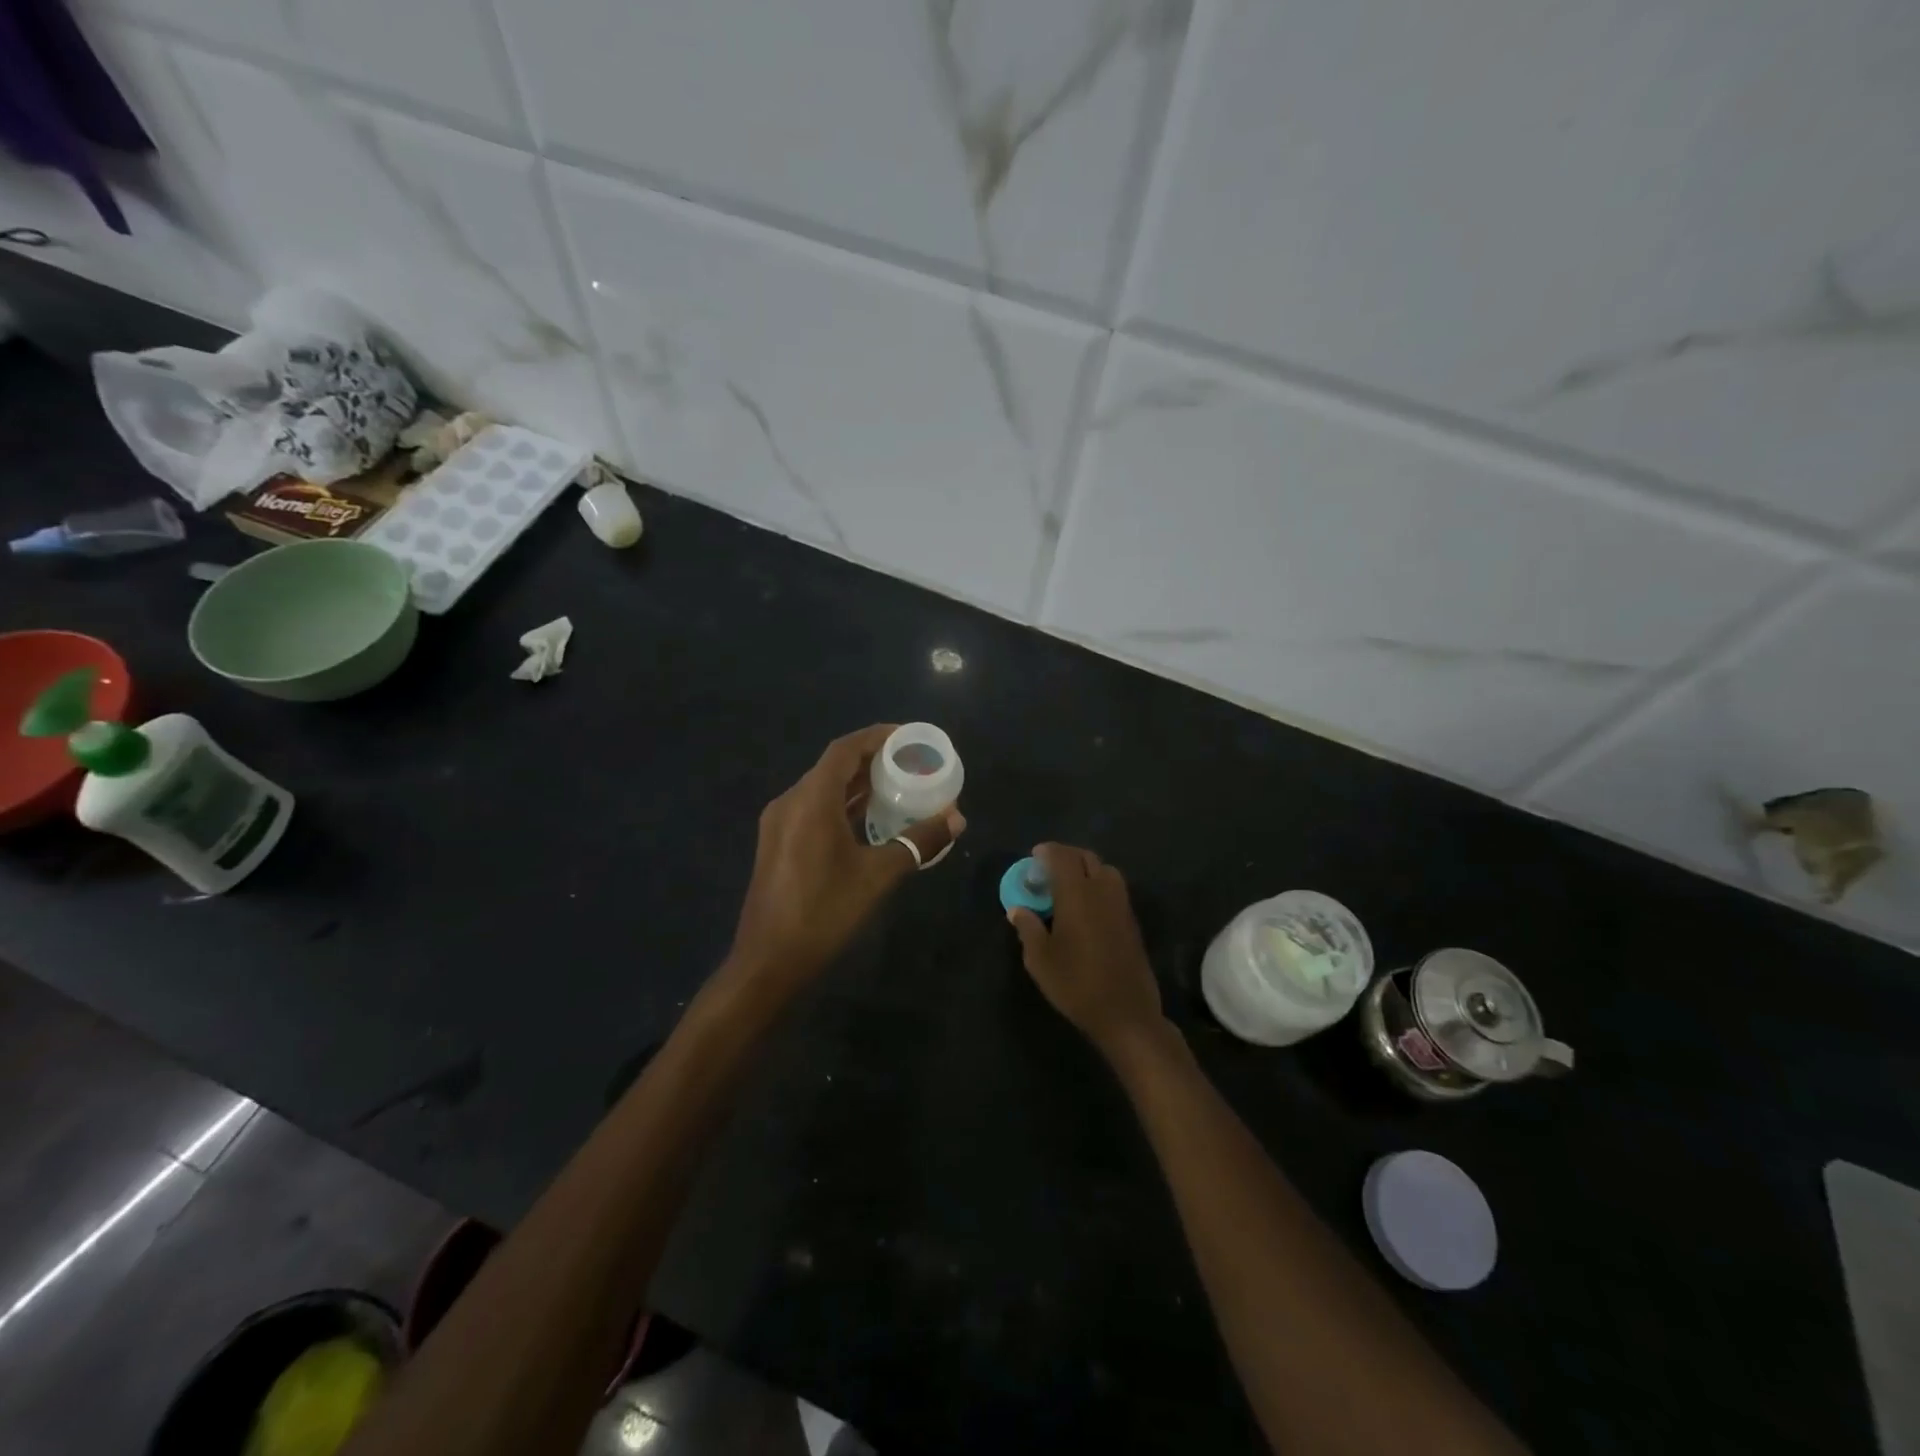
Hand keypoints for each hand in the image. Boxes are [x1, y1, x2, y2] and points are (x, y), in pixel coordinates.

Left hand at [729, 724, 964, 987]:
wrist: (768, 961)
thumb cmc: (823, 912)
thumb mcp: (878, 876)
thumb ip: (918, 842)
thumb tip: (956, 819)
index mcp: (810, 800)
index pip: (844, 749)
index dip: (876, 736)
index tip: (909, 737)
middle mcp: (790, 802)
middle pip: (833, 766)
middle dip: (872, 760)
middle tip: (910, 764)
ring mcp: (779, 824)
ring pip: (823, 789)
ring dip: (857, 785)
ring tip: (897, 787)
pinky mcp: (778, 844)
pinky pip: (814, 809)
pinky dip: (842, 806)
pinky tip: (868, 820)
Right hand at [1008, 844, 1164, 1056]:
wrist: (1125, 1013)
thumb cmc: (1076, 984)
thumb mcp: (1040, 960)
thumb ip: (1028, 928)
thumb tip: (1017, 909)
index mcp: (1076, 894)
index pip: (1062, 857)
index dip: (1047, 851)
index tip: (1034, 856)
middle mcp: (1102, 891)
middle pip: (1086, 858)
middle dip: (1067, 856)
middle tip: (1049, 868)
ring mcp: (1121, 905)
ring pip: (1105, 870)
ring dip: (1086, 868)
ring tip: (1069, 885)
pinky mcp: (1131, 921)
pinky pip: (1114, 888)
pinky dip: (1099, 884)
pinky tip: (1087, 905)